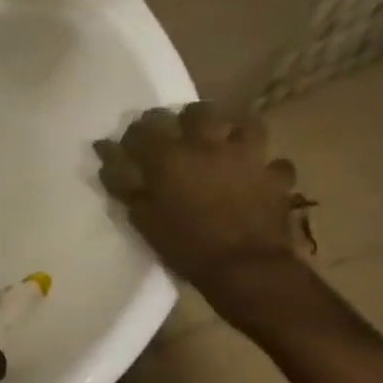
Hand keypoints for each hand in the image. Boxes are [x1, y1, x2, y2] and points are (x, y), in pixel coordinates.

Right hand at [95, 101, 308, 285]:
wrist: (247, 269)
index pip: (145, 127)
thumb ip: (124, 183)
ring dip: (233, 132)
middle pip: (197, 112)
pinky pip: (274, 164)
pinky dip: (266, 169)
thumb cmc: (187, 246)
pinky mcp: (276, 177)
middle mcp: (209, 144)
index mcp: (171, 155)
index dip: (136, 134)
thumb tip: (106, 153)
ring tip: (225, 145)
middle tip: (181, 136)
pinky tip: (259, 178)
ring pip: (244, 124)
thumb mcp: (144, 219)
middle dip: (187, 119)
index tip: (131, 145)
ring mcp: (248, 157)